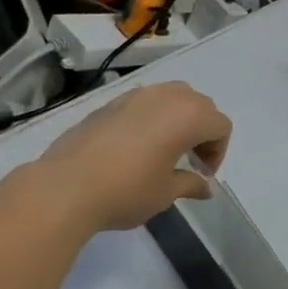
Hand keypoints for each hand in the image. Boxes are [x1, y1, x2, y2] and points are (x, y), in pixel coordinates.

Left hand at [38, 82, 231, 230]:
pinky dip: (152, 118)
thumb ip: (191, 184)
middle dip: (202, 131)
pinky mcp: (109, 103)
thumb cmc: (128, 190)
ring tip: (165, 150)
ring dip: (178, 119)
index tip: (202, 174)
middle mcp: (164, 97)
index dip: (218, 152)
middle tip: (189, 161)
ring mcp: (134, 96)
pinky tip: (136, 148)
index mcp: (187, 116)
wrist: (67, 186)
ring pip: (171, 97)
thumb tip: (205, 187)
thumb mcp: (167, 192)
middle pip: (199, 104)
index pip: (220, 125)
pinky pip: (144, 102)